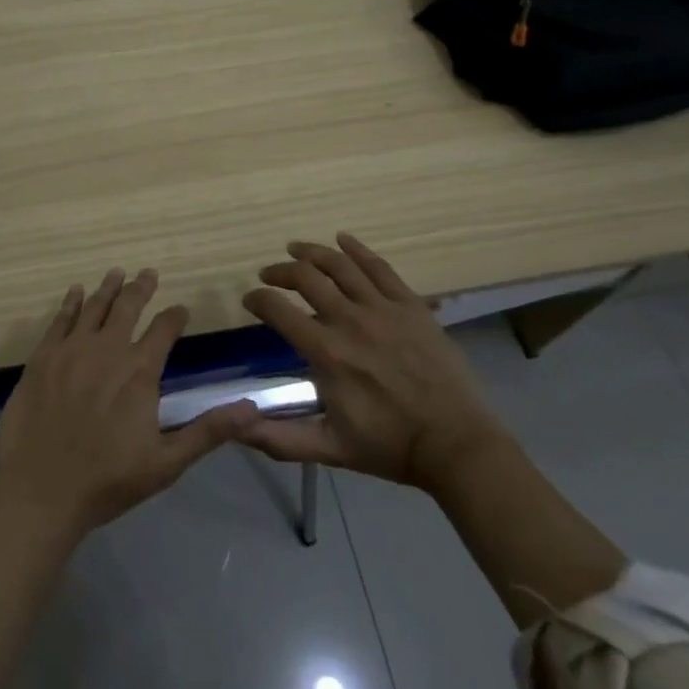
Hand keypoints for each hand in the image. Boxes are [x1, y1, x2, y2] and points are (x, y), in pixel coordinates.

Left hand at [0, 268, 257, 540]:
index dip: (174, 316)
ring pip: (94, 307)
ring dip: (108, 288)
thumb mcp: (166, 462)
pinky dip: (70, 303)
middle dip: (141, 288)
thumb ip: (208, 431)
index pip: (164, 330)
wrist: (41, 491)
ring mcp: (71, 350)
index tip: (180, 309)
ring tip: (117, 272)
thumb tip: (251, 409)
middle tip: (148, 273)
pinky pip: (60, 320)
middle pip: (128, 307)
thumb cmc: (107, 480)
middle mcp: (107, 350)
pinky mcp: (42, 357)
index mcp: (139, 371)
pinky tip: (76, 292)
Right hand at [240, 233, 507, 489]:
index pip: (277, 310)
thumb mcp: (328, 448)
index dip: (257, 299)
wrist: (455, 445)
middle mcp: (349, 320)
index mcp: (326, 352)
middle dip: (279, 272)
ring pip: (339, 264)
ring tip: (295, 249)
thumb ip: (277, 438)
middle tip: (270, 275)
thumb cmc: (388, 446)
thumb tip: (233, 425)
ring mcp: (383, 308)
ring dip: (312, 252)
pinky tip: (343, 239)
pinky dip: (357, 249)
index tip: (250, 300)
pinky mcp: (411, 305)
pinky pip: (379, 267)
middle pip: (305, 276)